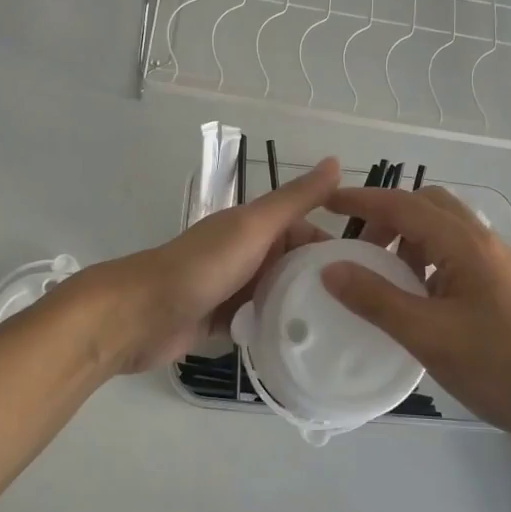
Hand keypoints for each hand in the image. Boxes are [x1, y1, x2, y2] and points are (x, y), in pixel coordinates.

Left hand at [88, 158, 341, 372]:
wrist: (139, 314)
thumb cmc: (201, 267)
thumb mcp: (254, 227)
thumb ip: (295, 200)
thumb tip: (336, 161)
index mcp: (254, 227)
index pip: (307, 232)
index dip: (335, 249)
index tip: (371, 277)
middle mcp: (246, 254)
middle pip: (294, 266)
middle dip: (322, 284)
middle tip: (361, 313)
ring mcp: (232, 289)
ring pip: (278, 295)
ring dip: (300, 310)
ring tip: (341, 337)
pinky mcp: (220, 321)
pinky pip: (258, 322)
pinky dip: (275, 331)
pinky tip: (302, 350)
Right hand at [321, 185, 510, 439]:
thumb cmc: (500, 366)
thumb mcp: (428, 335)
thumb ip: (376, 299)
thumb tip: (331, 268)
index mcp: (464, 244)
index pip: (403, 205)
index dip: (362, 200)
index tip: (327, 203)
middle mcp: (482, 242)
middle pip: (427, 205)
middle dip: (388, 216)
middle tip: (360, 248)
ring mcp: (497, 264)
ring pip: (444, 229)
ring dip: (409, 238)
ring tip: (385, 275)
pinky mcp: (503, 286)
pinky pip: (456, 254)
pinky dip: (427, 259)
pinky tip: (419, 297)